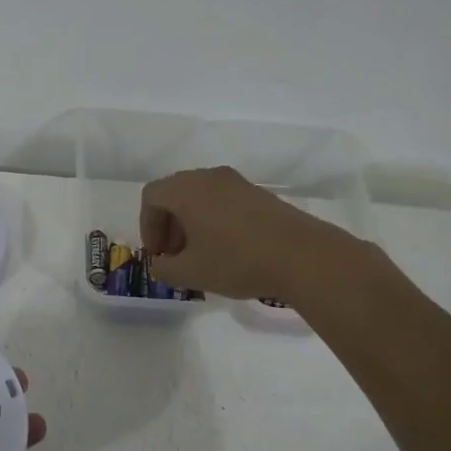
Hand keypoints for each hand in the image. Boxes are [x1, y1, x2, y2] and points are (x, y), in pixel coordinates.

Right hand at [140, 166, 342, 300]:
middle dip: (168, 224)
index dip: (147, 226)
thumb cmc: (237, 261)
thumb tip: (161, 263)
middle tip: (175, 255)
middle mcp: (210, 177)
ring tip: (201, 255)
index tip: (158, 254)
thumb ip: (164, 268)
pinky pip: (224, 201)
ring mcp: (238, 183)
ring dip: (192, 223)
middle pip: (175, 193)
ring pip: (201, 196)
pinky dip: (215, 220)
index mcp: (187, 190)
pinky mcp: (259, 194)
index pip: (152, 197)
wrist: (303, 256)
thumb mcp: (191, 273)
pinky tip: (228, 249)